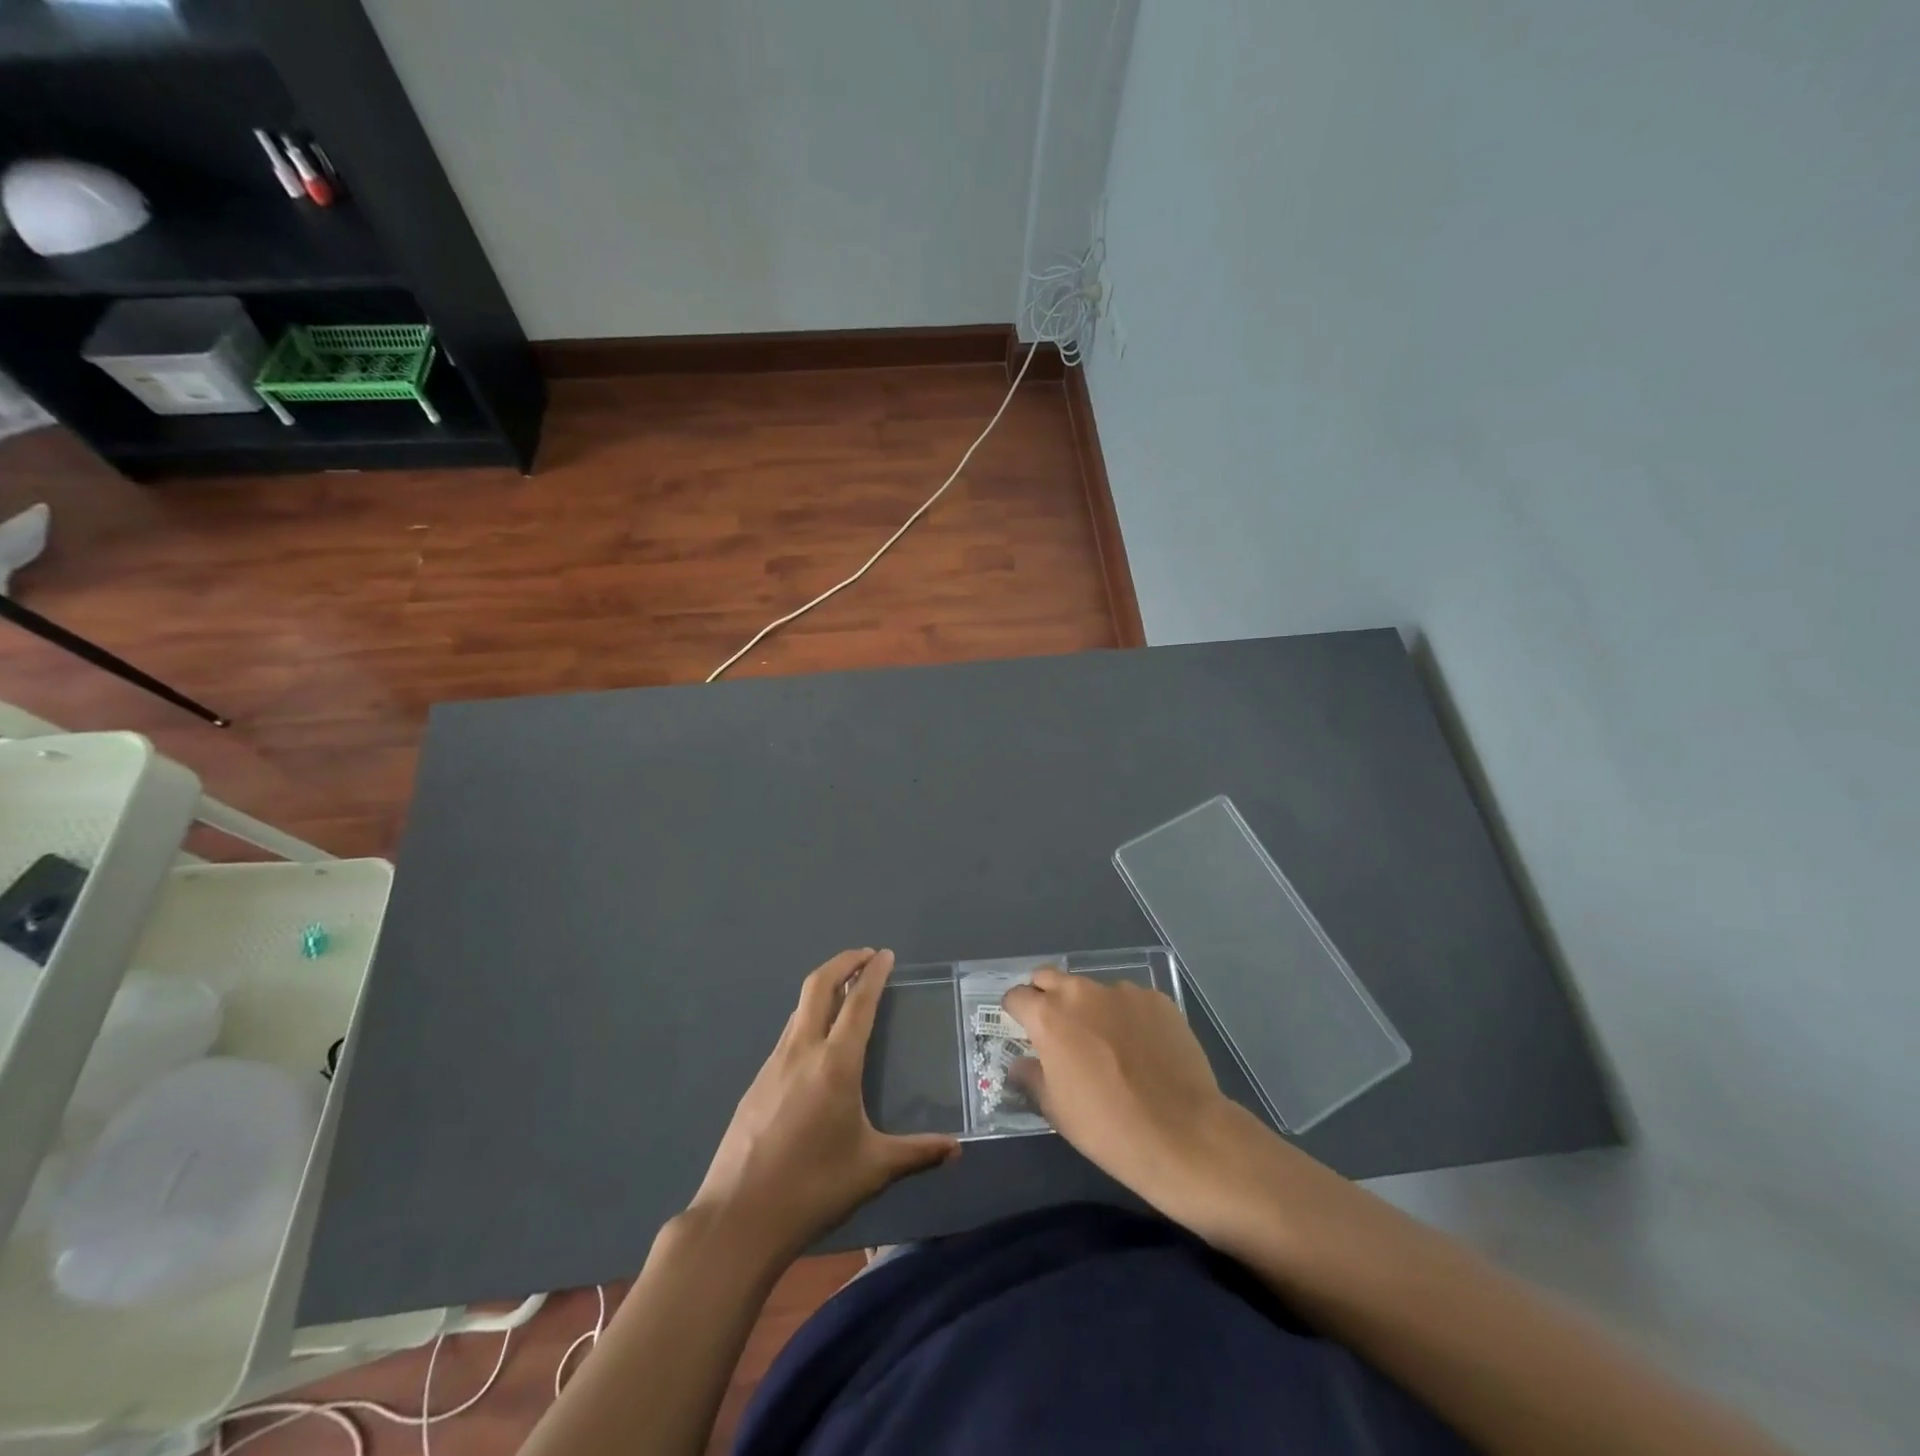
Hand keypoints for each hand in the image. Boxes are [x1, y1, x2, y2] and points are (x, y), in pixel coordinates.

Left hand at [689, 949, 958, 1259]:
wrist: (738, 1219)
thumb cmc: (813, 1188)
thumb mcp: (873, 1170)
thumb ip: (916, 1153)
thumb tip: (956, 1150)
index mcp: (835, 1064)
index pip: (858, 1003)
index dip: (873, 974)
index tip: (885, 954)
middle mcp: (802, 1051)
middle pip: (819, 986)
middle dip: (843, 963)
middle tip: (866, 955)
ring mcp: (773, 1065)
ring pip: (799, 1009)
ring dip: (824, 989)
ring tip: (846, 993)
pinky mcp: (757, 1084)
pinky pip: (787, 1035)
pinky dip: (808, 1019)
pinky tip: (817, 1044)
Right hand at [1004, 968, 1241, 1212]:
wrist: (1182, 1133)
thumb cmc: (1107, 1127)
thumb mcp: (1056, 1110)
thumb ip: (1031, 1077)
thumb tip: (1020, 1063)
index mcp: (1049, 1016)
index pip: (1016, 996)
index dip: (1016, 1012)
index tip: (1023, 1030)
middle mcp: (1082, 992)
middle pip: (1050, 978)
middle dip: (1046, 996)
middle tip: (1058, 1030)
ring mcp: (1123, 991)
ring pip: (1094, 990)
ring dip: (1091, 1008)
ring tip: (1109, 1045)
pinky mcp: (1158, 999)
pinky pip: (1131, 1001)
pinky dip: (1127, 1016)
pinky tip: (1142, 1049)